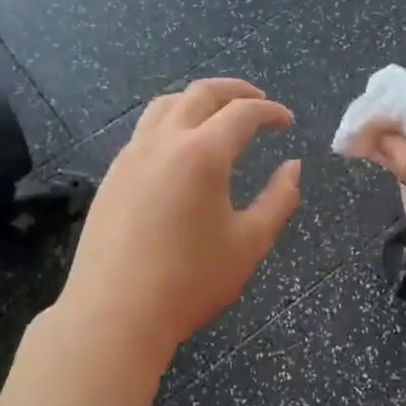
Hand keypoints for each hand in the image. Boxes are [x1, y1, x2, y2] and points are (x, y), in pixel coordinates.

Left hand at [59, 79, 300, 355]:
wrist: (114, 313)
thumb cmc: (190, 281)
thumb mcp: (250, 243)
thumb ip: (279, 200)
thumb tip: (293, 167)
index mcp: (203, 154)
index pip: (243, 113)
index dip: (270, 112)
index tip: (287, 122)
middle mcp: (164, 142)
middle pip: (201, 93)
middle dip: (235, 91)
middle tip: (259, 102)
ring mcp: (131, 156)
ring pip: (166, 105)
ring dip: (198, 100)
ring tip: (219, 116)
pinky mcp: (113, 175)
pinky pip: (145, 130)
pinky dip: (172, 121)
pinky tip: (182, 150)